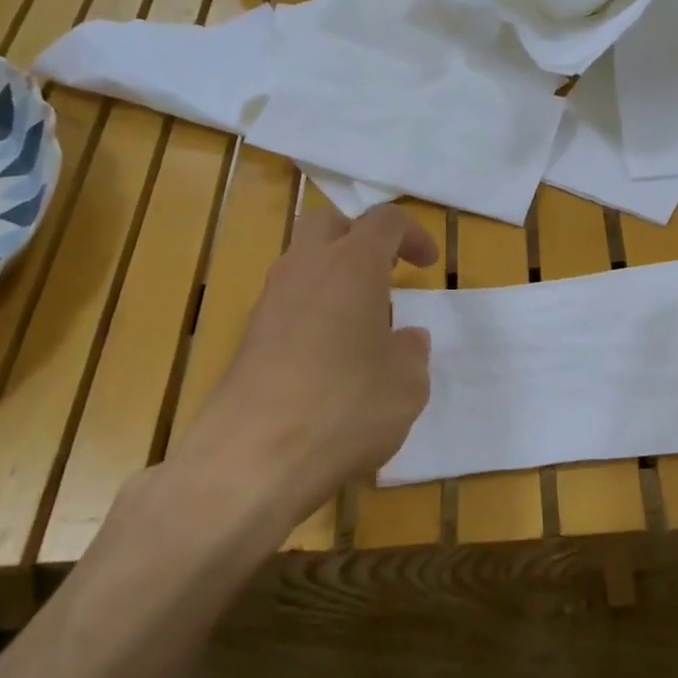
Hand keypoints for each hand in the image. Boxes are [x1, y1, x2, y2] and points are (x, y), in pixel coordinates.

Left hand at [176, 204, 437, 525]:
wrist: (254, 456)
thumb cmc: (346, 407)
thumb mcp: (407, 384)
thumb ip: (411, 352)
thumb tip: (405, 340)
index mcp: (352, 265)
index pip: (384, 220)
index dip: (412, 234)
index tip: (428, 264)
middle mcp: (305, 269)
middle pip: (328, 224)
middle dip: (359, 238)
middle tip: (385, 273)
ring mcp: (269, 302)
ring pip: (301, 263)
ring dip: (333, 278)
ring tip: (361, 325)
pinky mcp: (248, 337)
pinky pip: (287, 304)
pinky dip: (312, 313)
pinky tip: (329, 360)